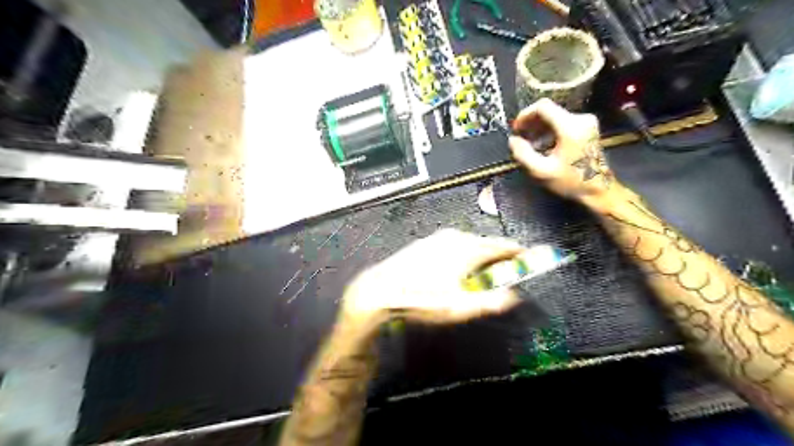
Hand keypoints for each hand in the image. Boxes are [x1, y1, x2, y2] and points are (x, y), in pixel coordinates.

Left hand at [340, 229, 521, 324]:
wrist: (380, 290)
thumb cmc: (422, 298)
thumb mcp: (460, 306)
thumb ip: (491, 301)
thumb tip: (513, 295)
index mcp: (467, 247)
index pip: (502, 245)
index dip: (518, 252)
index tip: (528, 258)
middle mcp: (454, 236)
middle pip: (486, 244)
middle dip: (498, 257)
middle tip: (505, 273)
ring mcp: (437, 238)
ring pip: (468, 244)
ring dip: (479, 257)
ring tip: (480, 275)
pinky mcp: (425, 243)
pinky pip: (453, 246)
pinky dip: (462, 255)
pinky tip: (455, 271)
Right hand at [509, 98, 613, 205]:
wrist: (598, 189)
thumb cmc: (570, 181)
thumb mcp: (541, 171)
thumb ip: (523, 154)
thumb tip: (513, 140)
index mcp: (570, 127)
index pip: (543, 107)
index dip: (525, 115)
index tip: (516, 129)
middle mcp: (580, 119)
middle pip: (549, 110)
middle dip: (531, 122)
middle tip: (520, 137)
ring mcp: (586, 122)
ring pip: (554, 116)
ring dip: (539, 127)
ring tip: (529, 143)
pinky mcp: (587, 127)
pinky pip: (562, 122)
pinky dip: (549, 130)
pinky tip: (542, 144)